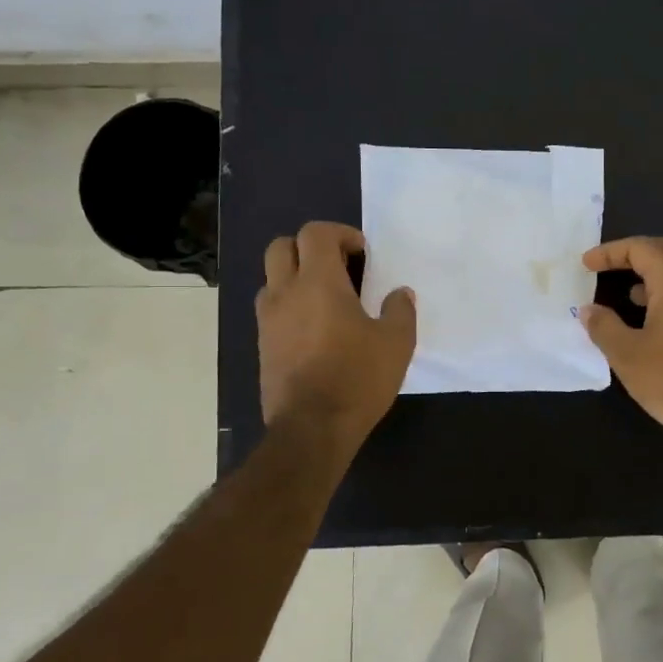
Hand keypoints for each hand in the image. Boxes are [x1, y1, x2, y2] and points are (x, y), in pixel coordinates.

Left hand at [257, 222, 415, 447]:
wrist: (312, 428)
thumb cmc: (357, 378)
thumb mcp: (397, 343)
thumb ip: (400, 310)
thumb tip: (400, 293)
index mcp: (318, 282)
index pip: (315, 233)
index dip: (340, 233)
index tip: (362, 253)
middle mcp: (285, 293)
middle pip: (281, 247)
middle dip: (308, 247)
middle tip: (338, 267)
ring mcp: (268, 320)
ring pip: (272, 279)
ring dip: (295, 277)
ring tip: (325, 300)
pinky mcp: (262, 346)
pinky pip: (271, 311)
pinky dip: (289, 307)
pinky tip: (315, 331)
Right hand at [580, 236, 662, 451]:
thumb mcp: (626, 354)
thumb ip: (603, 326)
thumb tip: (589, 310)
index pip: (642, 249)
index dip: (611, 252)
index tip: (586, 265)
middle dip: (639, 252)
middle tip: (612, 266)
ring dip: (655, 272)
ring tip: (626, 292)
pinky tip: (650, 318)